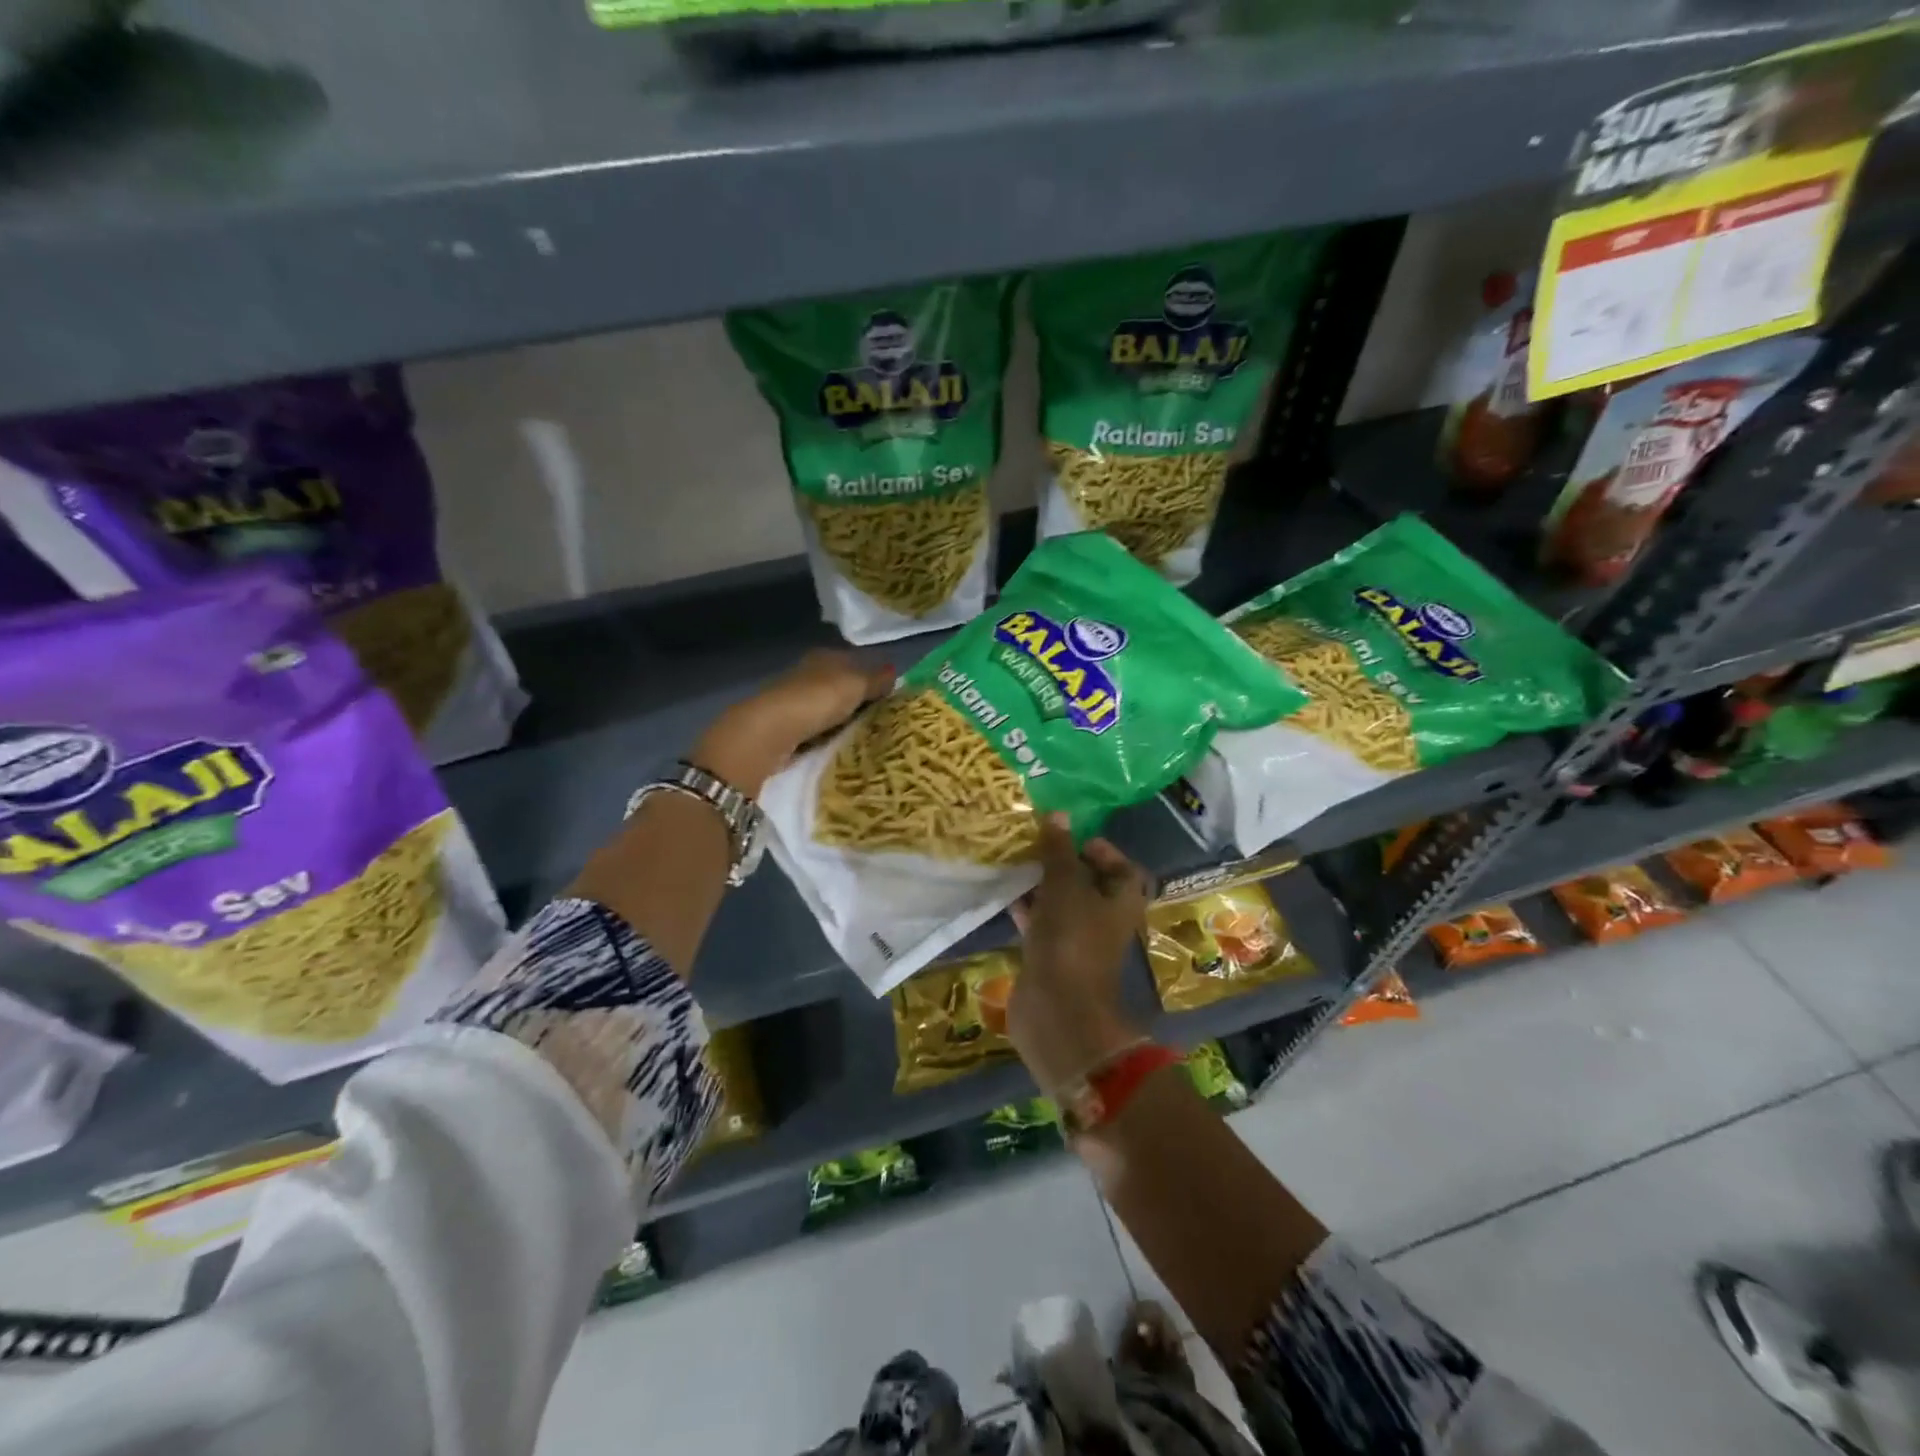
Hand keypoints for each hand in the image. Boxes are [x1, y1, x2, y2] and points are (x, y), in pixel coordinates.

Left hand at [690, 649, 893, 796]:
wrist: (771, 731)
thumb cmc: (817, 699)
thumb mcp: (855, 686)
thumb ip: (876, 680)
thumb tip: (896, 671)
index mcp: (824, 656)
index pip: (853, 660)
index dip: (871, 674)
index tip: (889, 692)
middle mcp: (808, 672)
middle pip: (839, 683)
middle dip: (856, 697)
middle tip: (882, 716)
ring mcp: (794, 699)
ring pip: (826, 705)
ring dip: (841, 717)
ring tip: (865, 733)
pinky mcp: (785, 725)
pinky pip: (815, 726)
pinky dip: (827, 733)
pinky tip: (839, 743)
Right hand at [1008, 814, 1150, 1094]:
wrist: (1057, 1010)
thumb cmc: (1070, 940)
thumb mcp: (1064, 886)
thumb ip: (1059, 850)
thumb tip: (1058, 814)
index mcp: (1122, 900)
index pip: (1120, 865)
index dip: (1098, 848)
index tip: (1066, 835)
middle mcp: (1104, 919)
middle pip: (1087, 883)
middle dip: (1061, 863)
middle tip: (1033, 843)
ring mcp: (1077, 940)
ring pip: (1061, 903)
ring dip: (1040, 885)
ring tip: (1014, 861)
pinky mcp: (1052, 957)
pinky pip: (1041, 925)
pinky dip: (1027, 909)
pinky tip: (1004, 893)